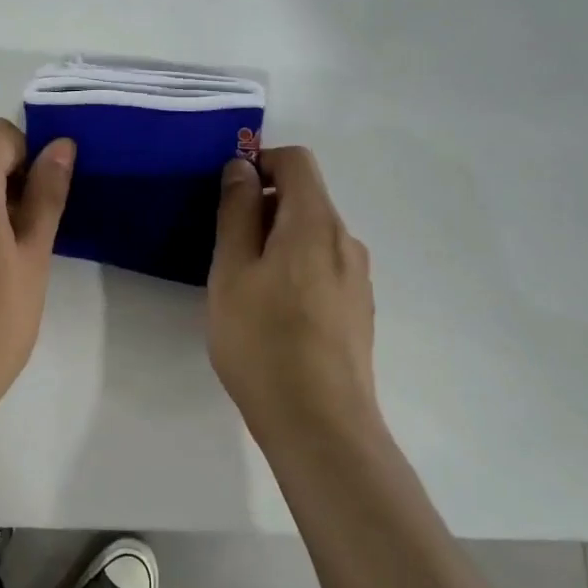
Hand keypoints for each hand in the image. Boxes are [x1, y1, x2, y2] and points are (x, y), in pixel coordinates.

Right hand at [208, 146, 377, 433]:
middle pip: (305, 198)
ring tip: (247, 287)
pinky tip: (275, 314)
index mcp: (315, 223)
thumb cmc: (263, 340)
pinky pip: (323, 267)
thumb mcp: (232, 270)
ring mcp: (358, 278)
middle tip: (227, 251)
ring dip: (278, 242)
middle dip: (264, 208)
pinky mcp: (359, 309)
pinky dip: (295, 269)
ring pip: (312, 235)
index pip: (296, 161)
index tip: (230, 195)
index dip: (260, 162)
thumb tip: (243, 168)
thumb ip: (238, 211)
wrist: (321, 426)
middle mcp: (345, 241)